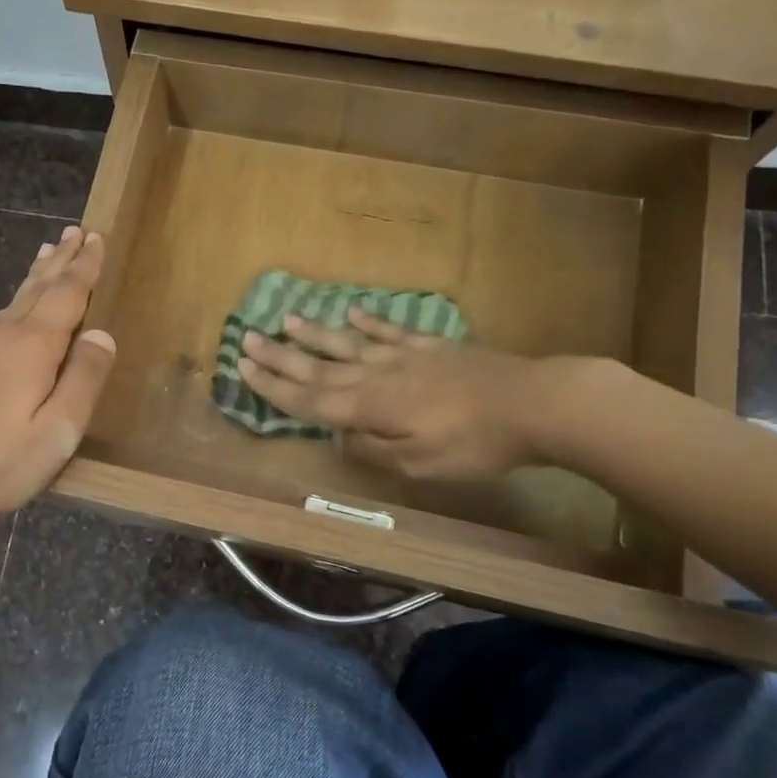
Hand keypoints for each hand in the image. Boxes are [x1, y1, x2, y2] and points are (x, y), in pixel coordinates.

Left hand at [0, 228, 116, 542]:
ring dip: (30, 285)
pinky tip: (3, 334)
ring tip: (45, 262)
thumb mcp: (58, 433)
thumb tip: (101, 334)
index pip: (66, 294)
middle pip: (34, 289)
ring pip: (5, 310)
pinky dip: (1, 322)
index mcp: (30, 348)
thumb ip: (85, 379)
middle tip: (73, 233)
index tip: (94, 238)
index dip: (84, 266)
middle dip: (58, 261)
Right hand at [238, 308, 555, 483]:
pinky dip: (369, 322)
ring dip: (314, 334)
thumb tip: (339, 435)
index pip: (308, 397)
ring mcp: (404, 357)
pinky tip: (353, 314)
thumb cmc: (474, 444)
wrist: (534, 404)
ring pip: (348, 343)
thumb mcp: (419, 464)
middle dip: (279, 356)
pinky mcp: (432, 347)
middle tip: (246, 337)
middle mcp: (376, 375)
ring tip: (286, 320)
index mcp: (368, 406)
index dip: (273, 386)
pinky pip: (391, 331)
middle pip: (318, 366)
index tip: (242, 367)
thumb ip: (373, 448)